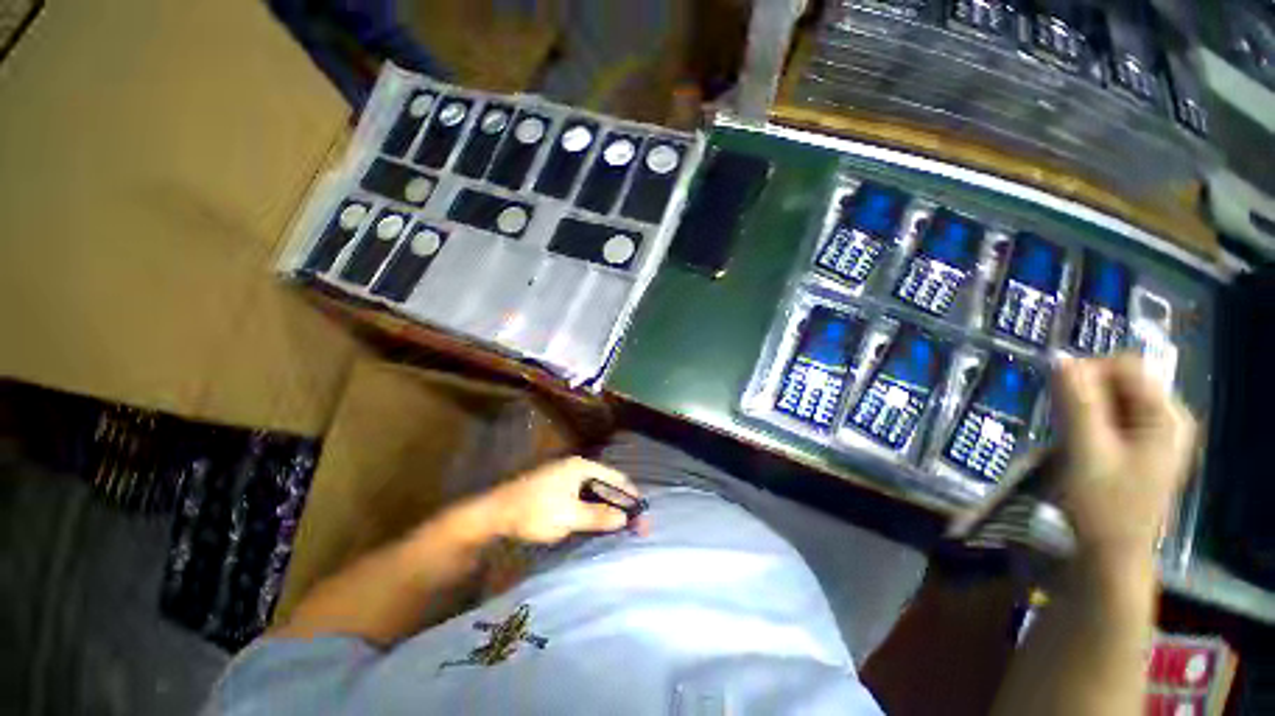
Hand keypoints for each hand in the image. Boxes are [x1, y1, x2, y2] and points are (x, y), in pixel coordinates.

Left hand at [486, 457, 642, 543]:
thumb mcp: (569, 516)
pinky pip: (583, 497)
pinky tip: (598, 520)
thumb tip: (624, 518)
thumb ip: (598, 516)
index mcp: (581, 467)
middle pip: (606, 484)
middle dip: (621, 503)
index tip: (643, 512)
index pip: (614, 478)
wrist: (494, 514)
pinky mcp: (556, 490)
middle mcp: (575, 468)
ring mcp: (564, 478)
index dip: (630, 494)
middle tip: (635, 523)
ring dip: (608, 506)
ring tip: (621, 523)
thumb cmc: (535, 511)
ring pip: (594, 491)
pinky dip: (594, 508)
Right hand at [1051, 355, 1196, 575]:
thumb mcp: (1086, 452)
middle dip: (1084, 394)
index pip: (1125, 366)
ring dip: (1083, 409)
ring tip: (1068, 436)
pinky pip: (1111, 416)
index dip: (1087, 373)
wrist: (1110, 555)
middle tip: (1061, 421)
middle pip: (1120, 380)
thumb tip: (1058, 358)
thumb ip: (1076, 403)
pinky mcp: (1141, 446)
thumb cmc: (1102, 505)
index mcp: (1166, 416)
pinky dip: (1088, 421)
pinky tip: (1078, 442)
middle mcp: (1168, 417)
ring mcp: (1156, 433)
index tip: (1057, 398)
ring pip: (1112, 398)